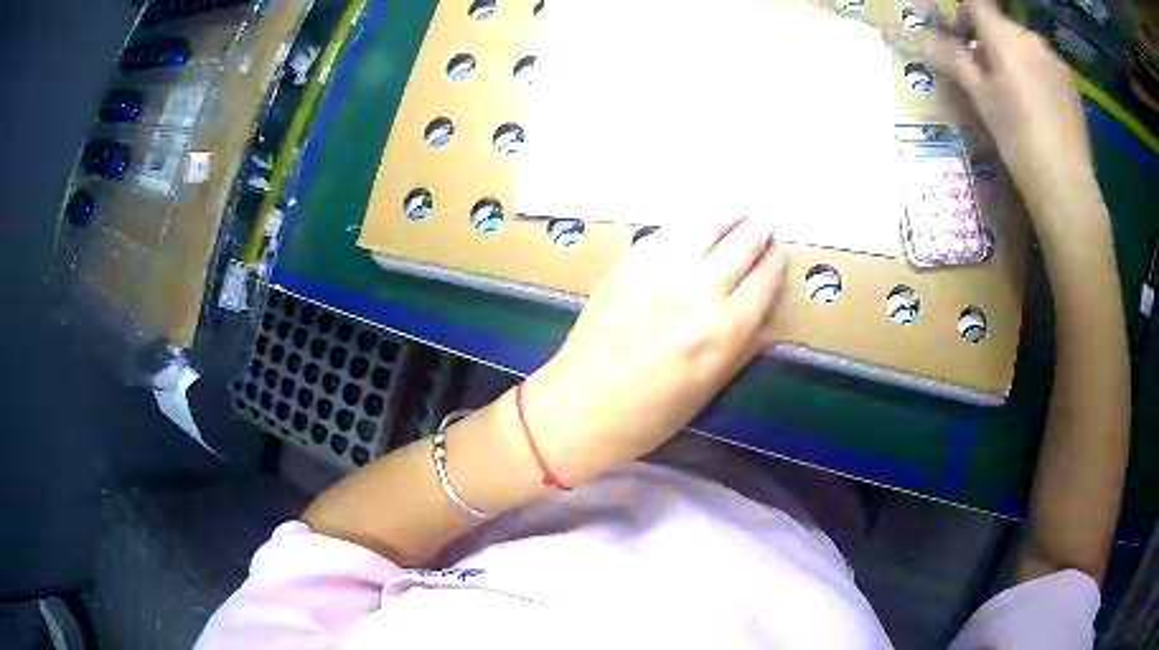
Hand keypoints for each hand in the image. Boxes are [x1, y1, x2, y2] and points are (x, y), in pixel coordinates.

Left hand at [524, 215, 787, 484]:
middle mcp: (697, 291)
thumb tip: (768, 320)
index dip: (777, 261)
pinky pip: (666, 233)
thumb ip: (743, 349)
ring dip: (729, 215)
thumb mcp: (708, 390)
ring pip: (705, 227)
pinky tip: (696, 224)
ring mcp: (658, 272)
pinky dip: (689, 224)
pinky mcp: (627, 265)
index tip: (780, 252)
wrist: (579, 408)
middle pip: (740, 244)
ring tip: (742, 210)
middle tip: (769, 221)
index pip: (764, 279)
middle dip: (760, 229)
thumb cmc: (650, 416)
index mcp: (723, 330)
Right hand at [932, 0, 1098, 219]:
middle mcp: (1031, 38)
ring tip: (1019, 95)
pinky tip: (1041, 107)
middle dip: (991, 41)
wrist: (1066, 185)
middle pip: (1002, 25)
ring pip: (1026, 45)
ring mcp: (1055, 60)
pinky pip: (1046, 65)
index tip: (962, 40)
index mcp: (1005, 36)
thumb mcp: (981, 100)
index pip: (975, 4)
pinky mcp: (1072, 83)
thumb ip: (957, 61)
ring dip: (1016, 57)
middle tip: (989, 75)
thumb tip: (934, 41)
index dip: (963, 16)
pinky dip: (1038, 74)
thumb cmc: (1018, 140)